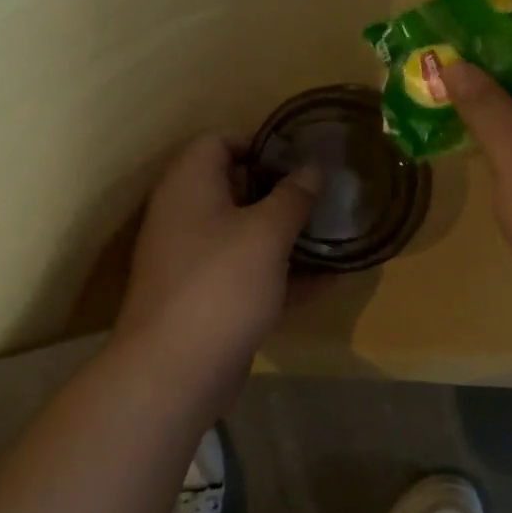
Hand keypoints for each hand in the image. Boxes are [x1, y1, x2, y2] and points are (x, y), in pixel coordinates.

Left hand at [114, 133, 320, 393]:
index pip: (219, 141)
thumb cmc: (221, 284)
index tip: (301, 156)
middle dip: (282, 190)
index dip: (260, 141)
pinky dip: (285, 275)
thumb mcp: (266, 233)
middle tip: (325, 193)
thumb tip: (312, 170)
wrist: (176, 371)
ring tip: (336, 231)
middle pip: (236, 188)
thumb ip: (293, 197)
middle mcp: (187, 216)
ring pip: (247, 234)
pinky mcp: (210, 299)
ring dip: (288, 234)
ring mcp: (196, 260)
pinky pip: (251, 274)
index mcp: (189, 185)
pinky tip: (332, 279)